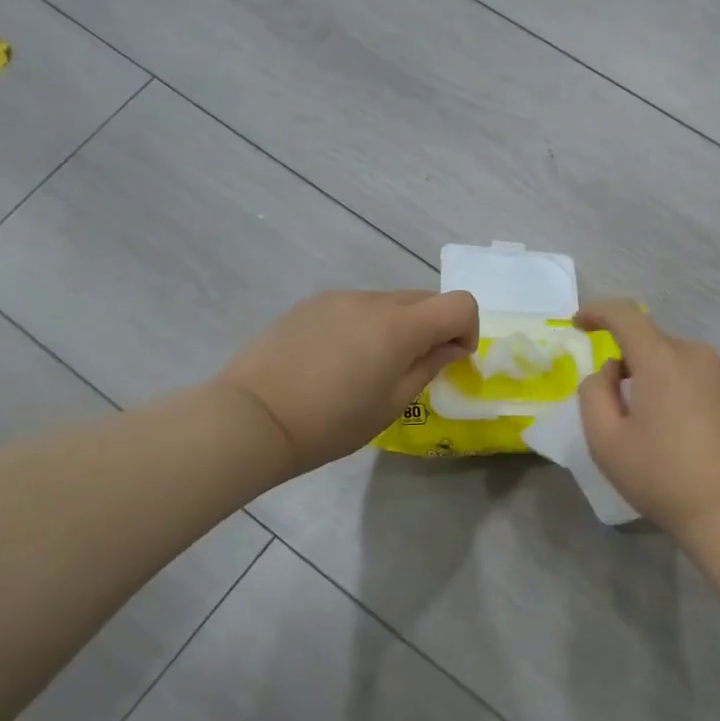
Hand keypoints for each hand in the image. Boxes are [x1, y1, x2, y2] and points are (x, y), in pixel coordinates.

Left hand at [219, 289, 478, 474]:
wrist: (252, 418)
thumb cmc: (330, 423)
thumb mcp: (392, 404)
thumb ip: (429, 366)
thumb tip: (450, 346)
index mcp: (399, 326)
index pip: (460, 303)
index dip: (468, 329)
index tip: (452, 359)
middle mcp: (373, 300)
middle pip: (426, 298)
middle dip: (434, 328)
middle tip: (414, 368)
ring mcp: (340, 298)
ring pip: (390, 303)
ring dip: (398, 326)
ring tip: (369, 367)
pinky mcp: (312, 303)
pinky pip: (357, 307)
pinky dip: (366, 325)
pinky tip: (338, 360)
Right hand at [575, 301, 719, 537]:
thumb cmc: (663, 478)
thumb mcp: (605, 443)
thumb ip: (593, 394)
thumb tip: (610, 370)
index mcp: (661, 361)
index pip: (625, 315)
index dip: (598, 311)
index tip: (581, 324)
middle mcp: (698, 354)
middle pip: (653, 344)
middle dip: (632, 364)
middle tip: (625, 409)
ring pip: (682, 360)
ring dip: (664, 377)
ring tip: (664, 425)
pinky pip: (709, 376)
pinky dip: (692, 389)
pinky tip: (695, 429)